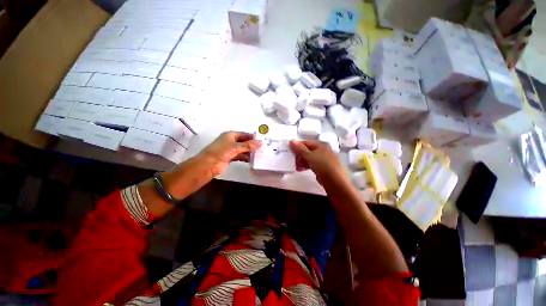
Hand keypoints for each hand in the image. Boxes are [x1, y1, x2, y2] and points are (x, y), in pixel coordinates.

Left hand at [199, 131, 261, 175]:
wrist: (209, 164)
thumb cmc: (222, 151)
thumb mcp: (236, 147)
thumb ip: (248, 145)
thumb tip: (260, 142)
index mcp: (231, 135)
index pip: (244, 134)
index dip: (252, 137)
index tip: (262, 140)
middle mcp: (231, 141)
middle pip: (244, 142)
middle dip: (252, 145)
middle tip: (262, 148)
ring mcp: (230, 150)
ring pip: (242, 149)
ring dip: (249, 152)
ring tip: (259, 155)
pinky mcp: (230, 157)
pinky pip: (240, 156)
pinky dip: (245, 158)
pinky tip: (252, 160)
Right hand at [289, 140, 344, 185]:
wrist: (335, 182)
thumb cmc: (322, 166)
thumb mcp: (310, 156)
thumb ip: (300, 149)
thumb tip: (291, 140)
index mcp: (320, 145)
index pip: (306, 142)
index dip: (297, 146)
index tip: (289, 151)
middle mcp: (322, 150)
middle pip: (307, 150)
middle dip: (299, 155)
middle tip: (292, 160)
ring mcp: (323, 159)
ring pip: (309, 158)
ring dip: (301, 161)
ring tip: (296, 166)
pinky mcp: (322, 167)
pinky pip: (312, 164)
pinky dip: (306, 165)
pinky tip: (300, 169)